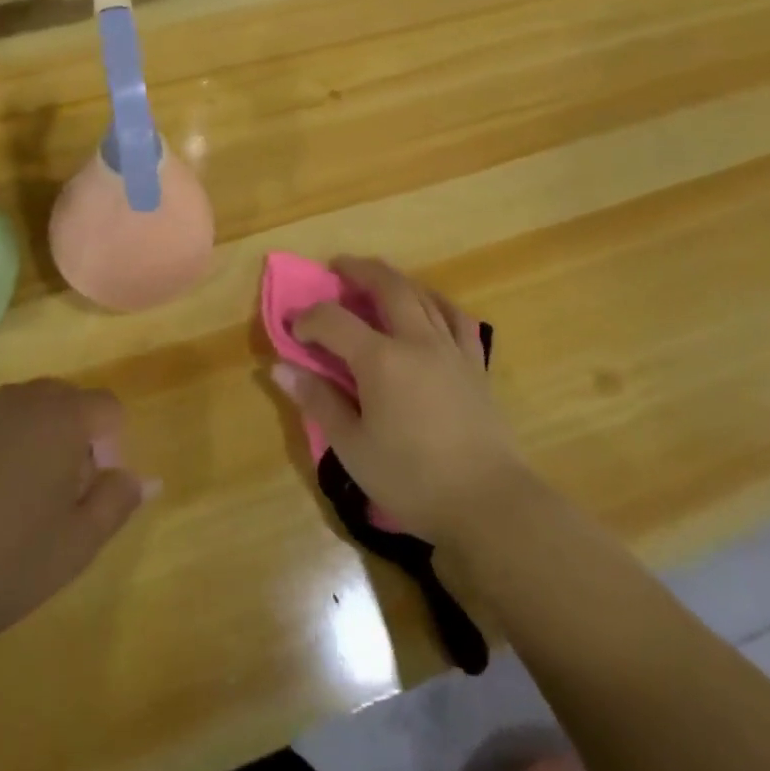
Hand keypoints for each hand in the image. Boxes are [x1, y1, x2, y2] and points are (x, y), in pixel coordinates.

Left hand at [0, 381, 154, 659]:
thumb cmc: (4, 566)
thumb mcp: (77, 545)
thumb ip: (117, 501)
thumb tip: (142, 477)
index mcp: (62, 418)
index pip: (108, 408)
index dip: (109, 447)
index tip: (87, 492)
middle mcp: (18, 398)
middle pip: (62, 400)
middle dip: (69, 437)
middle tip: (51, 497)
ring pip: (16, 411)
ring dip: (25, 440)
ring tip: (5, 502)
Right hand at [272, 257, 529, 545]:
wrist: (489, 503)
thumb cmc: (413, 479)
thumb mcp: (353, 448)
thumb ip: (318, 402)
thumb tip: (281, 368)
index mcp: (381, 360)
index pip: (333, 320)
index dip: (308, 319)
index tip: (294, 332)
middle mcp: (416, 340)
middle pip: (386, 286)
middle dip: (357, 270)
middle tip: (337, 267)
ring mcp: (450, 348)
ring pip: (422, 294)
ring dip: (394, 279)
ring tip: (377, 279)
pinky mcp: (474, 364)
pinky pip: (456, 318)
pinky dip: (437, 302)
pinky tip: (429, 305)